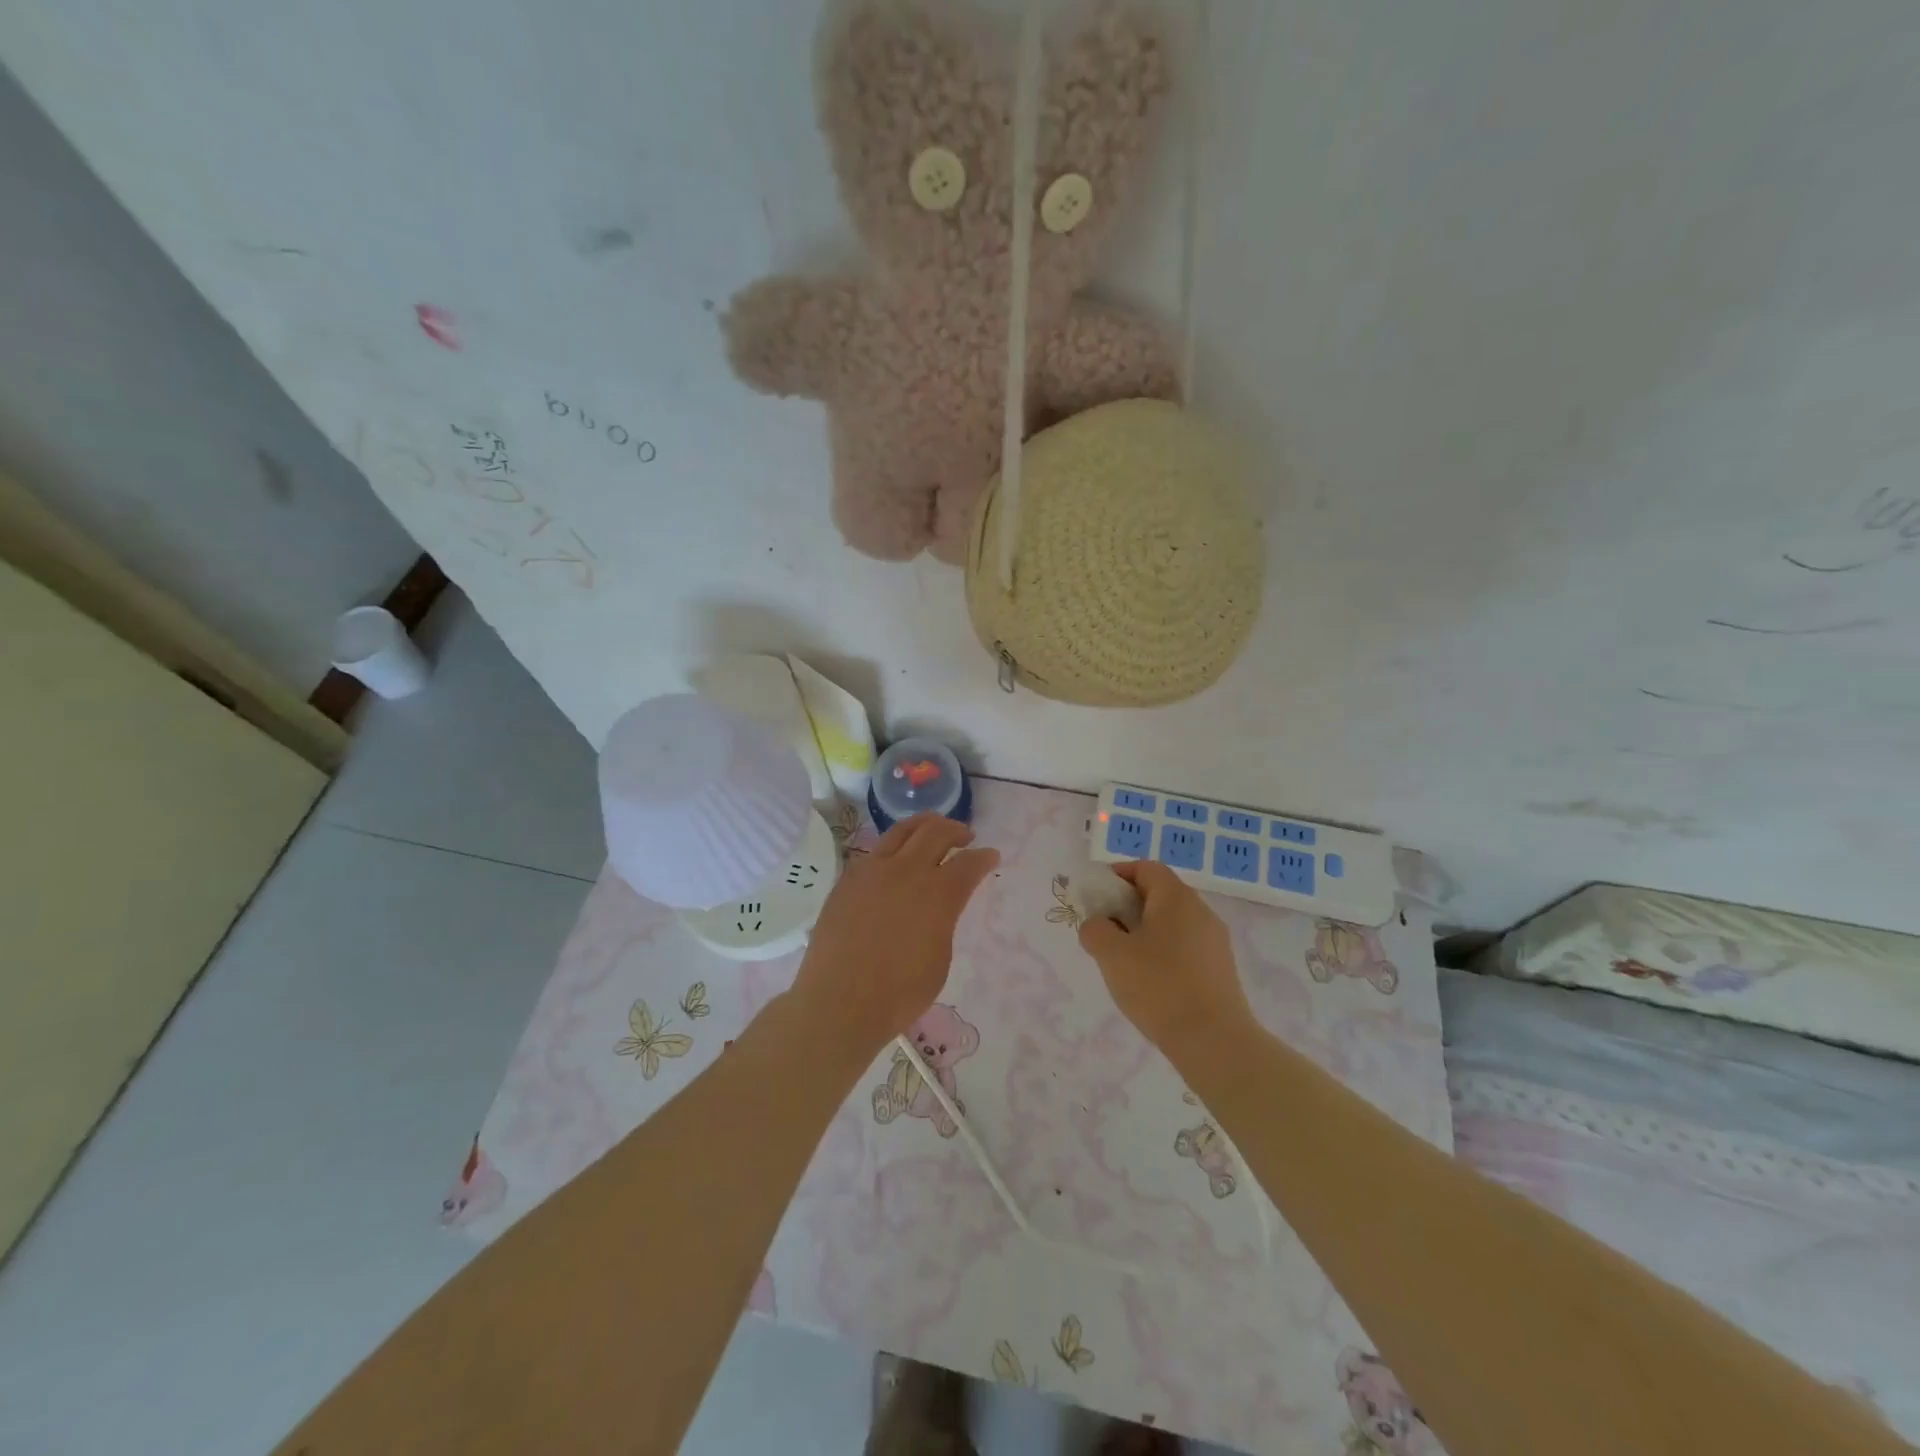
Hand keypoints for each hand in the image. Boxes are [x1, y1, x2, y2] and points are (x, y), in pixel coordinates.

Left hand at [791, 814, 998, 1055]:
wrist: (839, 1001)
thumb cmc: (899, 992)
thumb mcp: (939, 958)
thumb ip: (943, 921)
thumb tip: (939, 906)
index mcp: (938, 894)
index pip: (969, 863)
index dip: (984, 858)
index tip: (990, 856)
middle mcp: (907, 871)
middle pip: (936, 832)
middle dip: (956, 830)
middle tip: (964, 836)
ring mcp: (873, 870)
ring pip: (902, 830)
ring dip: (924, 825)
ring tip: (932, 828)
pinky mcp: (849, 878)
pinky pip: (876, 850)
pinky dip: (895, 845)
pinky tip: (897, 857)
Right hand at [1077, 861, 1254, 1061]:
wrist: (1213, 1041)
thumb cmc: (1158, 986)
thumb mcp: (1111, 954)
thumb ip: (1094, 930)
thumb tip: (1097, 925)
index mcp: (1176, 897)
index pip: (1145, 868)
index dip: (1118, 875)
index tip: (1097, 896)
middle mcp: (1200, 910)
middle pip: (1160, 894)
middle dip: (1128, 906)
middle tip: (1105, 930)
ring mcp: (1215, 941)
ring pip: (1173, 923)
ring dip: (1145, 932)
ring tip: (1124, 961)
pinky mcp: (1221, 969)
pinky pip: (1186, 947)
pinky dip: (1164, 953)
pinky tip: (1151, 983)